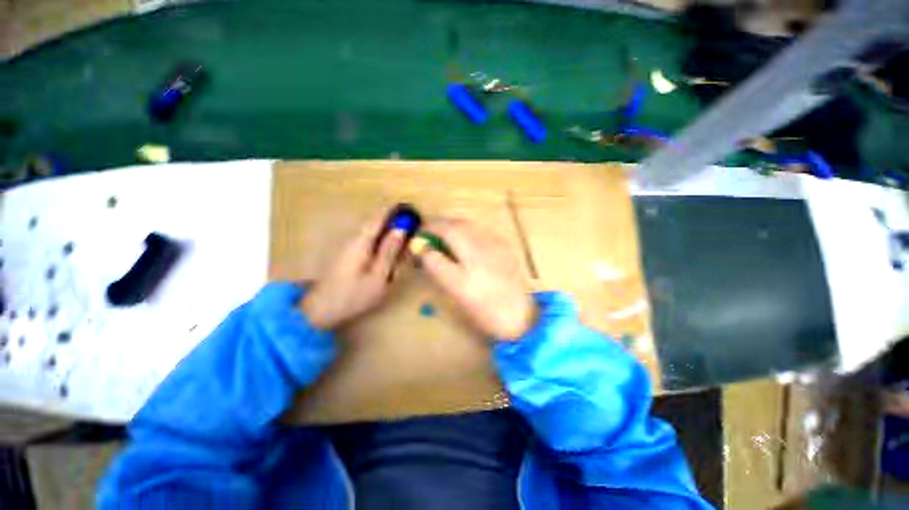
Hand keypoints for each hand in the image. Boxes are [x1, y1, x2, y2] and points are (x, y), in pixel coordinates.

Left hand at [301, 212, 404, 329]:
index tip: (409, 208)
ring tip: (403, 237)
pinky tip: (387, 250)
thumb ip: (389, 252)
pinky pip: (367, 240)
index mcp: (361, 242)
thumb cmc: (353, 295)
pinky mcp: (347, 254)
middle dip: (392, 220)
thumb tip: (401, 230)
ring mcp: (348, 246)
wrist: (321, 310)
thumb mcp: (378, 276)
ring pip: (371, 231)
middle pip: (375, 223)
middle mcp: (353, 239)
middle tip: (411, 225)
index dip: (394, 211)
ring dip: (387, 230)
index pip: (378, 218)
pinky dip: (380, 240)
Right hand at [415, 218, 535, 339]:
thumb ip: (435, 262)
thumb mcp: (453, 285)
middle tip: (429, 237)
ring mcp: (498, 244)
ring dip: (455, 229)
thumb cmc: (482, 305)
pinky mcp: (505, 251)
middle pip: (460, 223)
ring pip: (472, 227)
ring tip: (444, 241)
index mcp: (471, 246)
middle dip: (442, 226)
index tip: (419, 234)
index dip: (430, 227)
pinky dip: (468, 235)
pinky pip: (482, 235)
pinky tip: (466, 248)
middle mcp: (485, 238)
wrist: (520, 318)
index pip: (446, 227)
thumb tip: (421, 246)